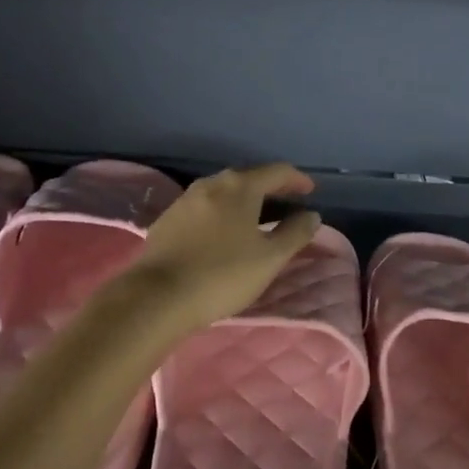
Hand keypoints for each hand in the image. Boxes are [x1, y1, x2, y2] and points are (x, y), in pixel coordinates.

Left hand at [130, 163, 321, 333]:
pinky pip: (205, 209)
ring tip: (258, 221)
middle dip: (271, 190)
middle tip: (287, 206)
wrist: (156, 297)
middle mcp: (212, 184)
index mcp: (240, 187)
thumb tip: (311, 215)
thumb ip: (295, 233)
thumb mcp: (270, 258)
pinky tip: (224, 235)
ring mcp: (185, 200)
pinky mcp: (167, 221)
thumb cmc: (222, 274)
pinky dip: (223, 214)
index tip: (310, 191)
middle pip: (249, 179)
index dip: (297, 180)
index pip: (277, 172)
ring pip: (224, 193)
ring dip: (245, 202)